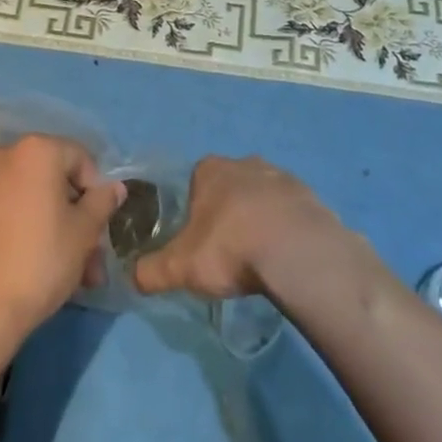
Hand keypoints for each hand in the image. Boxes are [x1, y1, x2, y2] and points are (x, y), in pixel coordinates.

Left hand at [0, 135, 124, 345]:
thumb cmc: (41, 259)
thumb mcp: (84, 232)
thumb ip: (102, 202)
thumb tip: (115, 187)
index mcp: (37, 149)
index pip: (81, 159)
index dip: (97, 192)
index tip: (101, 228)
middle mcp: (7, 154)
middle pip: (56, 181)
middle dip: (78, 218)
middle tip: (92, 259)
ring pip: (35, 199)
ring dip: (58, 230)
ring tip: (75, 276)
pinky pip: (12, 210)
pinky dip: (30, 229)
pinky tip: (42, 267)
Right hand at [133, 155, 346, 300]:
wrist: (296, 251)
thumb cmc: (231, 247)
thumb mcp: (182, 266)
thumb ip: (152, 271)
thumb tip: (131, 278)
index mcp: (210, 170)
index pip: (196, 181)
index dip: (196, 210)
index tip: (199, 239)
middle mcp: (244, 163)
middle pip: (230, 186)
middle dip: (229, 212)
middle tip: (229, 251)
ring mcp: (280, 176)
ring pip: (263, 196)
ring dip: (260, 218)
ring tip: (260, 258)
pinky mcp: (310, 196)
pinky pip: (292, 212)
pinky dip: (288, 229)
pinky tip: (287, 258)